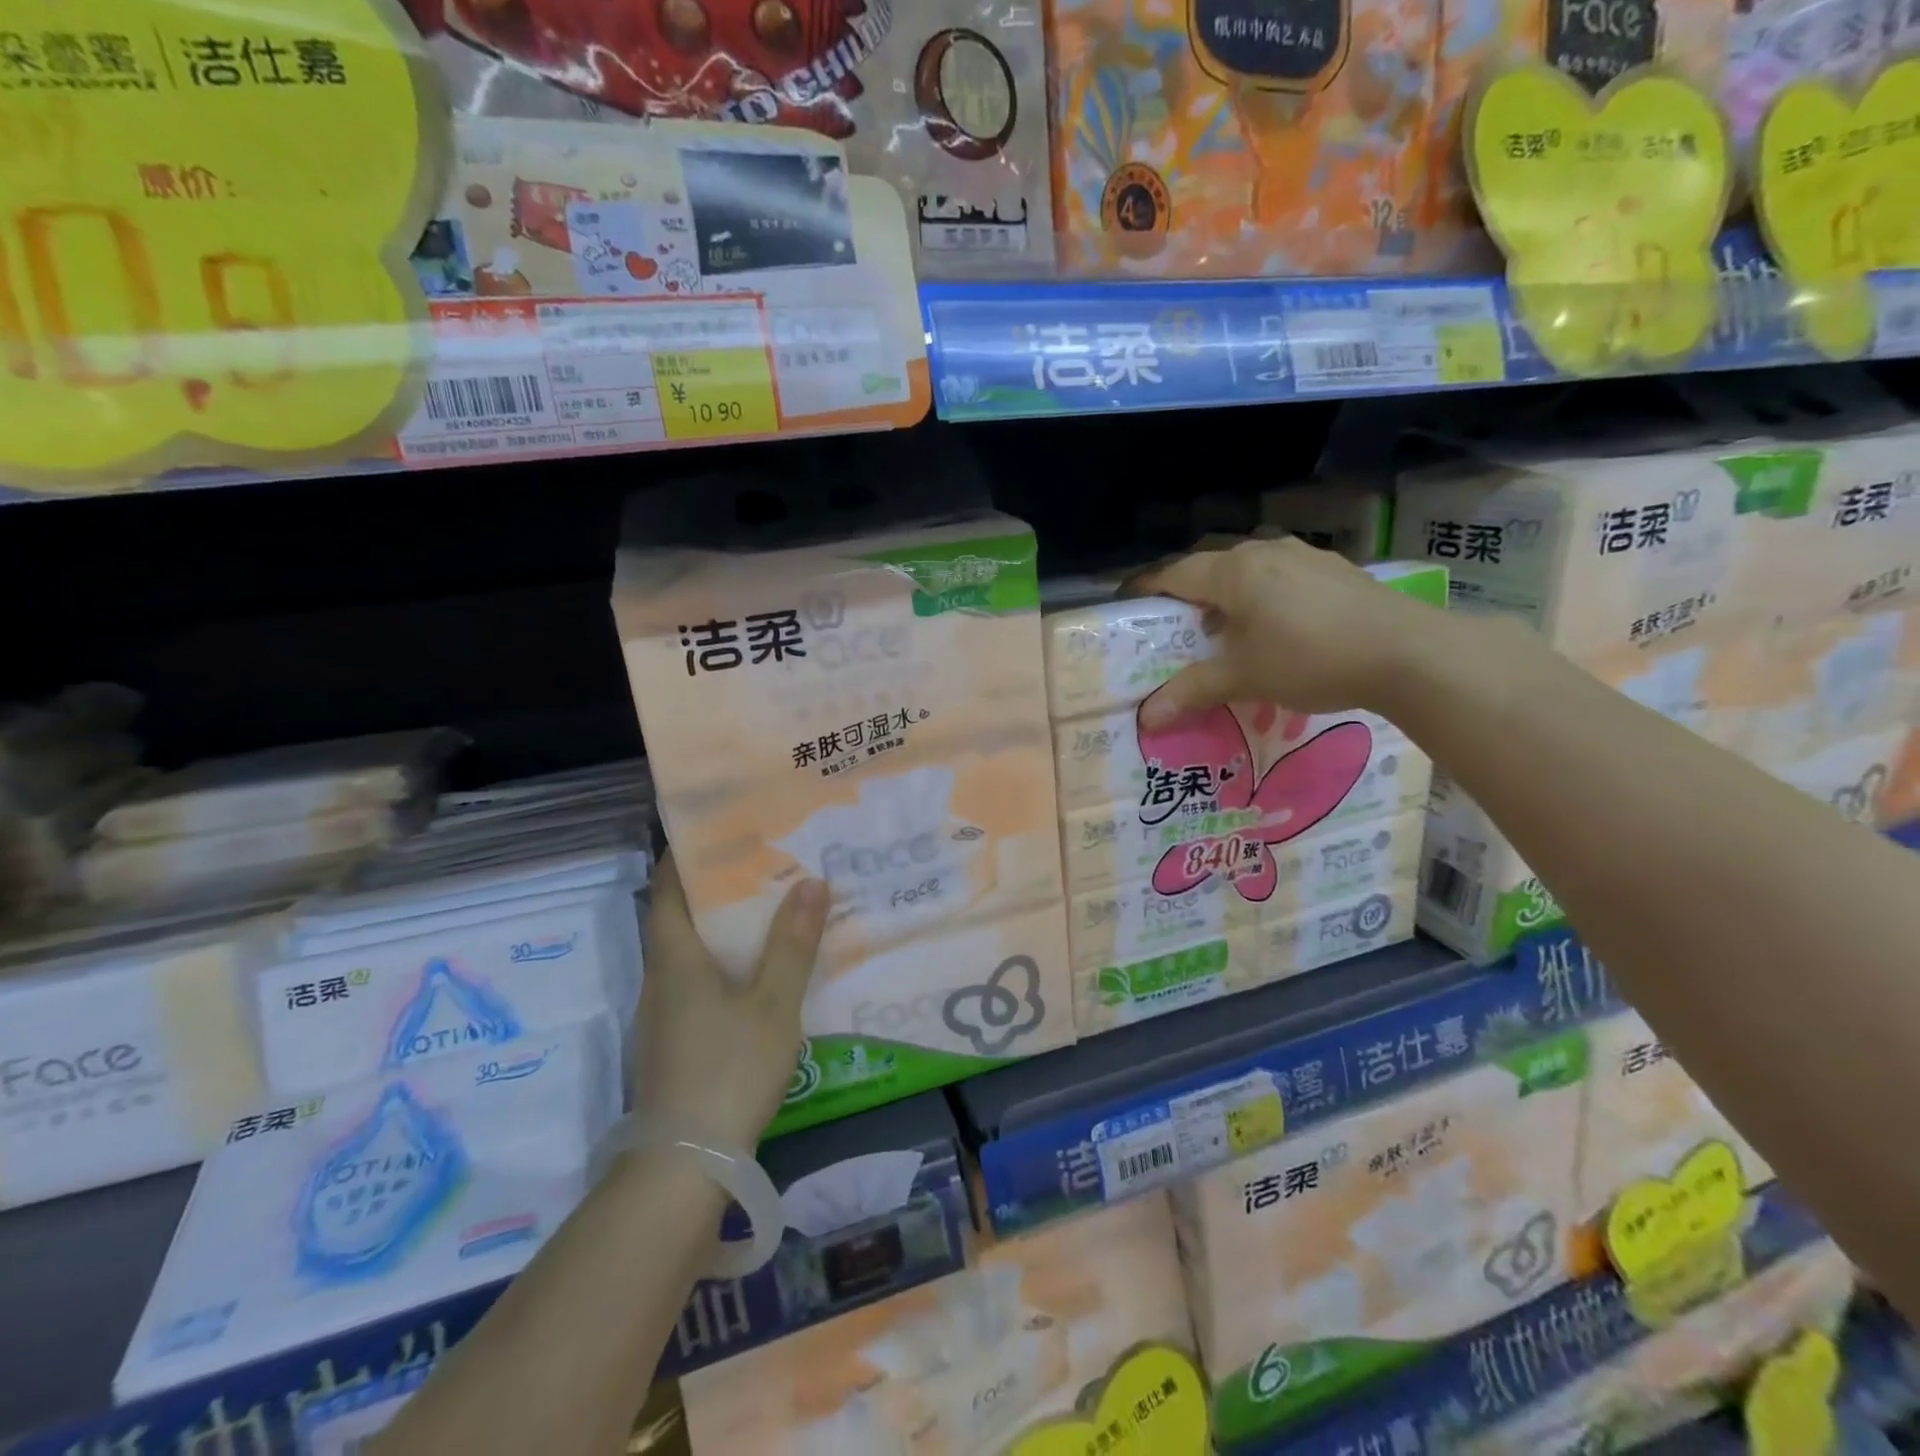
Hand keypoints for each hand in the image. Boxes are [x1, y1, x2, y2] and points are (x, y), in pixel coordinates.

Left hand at [634, 855, 828, 1148]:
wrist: (685, 1164)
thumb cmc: (728, 1068)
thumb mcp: (773, 1003)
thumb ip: (792, 943)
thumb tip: (811, 881)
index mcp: (676, 959)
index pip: (667, 890)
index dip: (684, 857)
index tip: (716, 832)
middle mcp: (661, 980)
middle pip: (679, 920)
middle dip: (715, 890)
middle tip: (762, 865)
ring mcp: (664, 1016)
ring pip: (690, 955)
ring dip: (721, 930)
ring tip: (768, 910)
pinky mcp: (674, 1044)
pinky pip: (697, 985)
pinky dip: (723, 965)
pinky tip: (757, 975)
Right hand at [1133, 537, 1449, 727]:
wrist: (1408, 652)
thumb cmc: (1311, 658)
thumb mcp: (1245, 677)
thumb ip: (1193, 690)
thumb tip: (1147, 718)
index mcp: (1235, 571)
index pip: (1175, 572)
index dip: (1145, 586)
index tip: (1125, 601)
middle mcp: (1265, 551)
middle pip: (1210, 562)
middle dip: (1187, 587)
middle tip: (1175, 620)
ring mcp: (1304, 556)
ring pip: (1248, 565)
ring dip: (1227, 589)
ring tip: (1225, 624)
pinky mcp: (1334, 569)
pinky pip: (1280, 572)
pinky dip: (1262, 592)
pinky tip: (1275, 623)